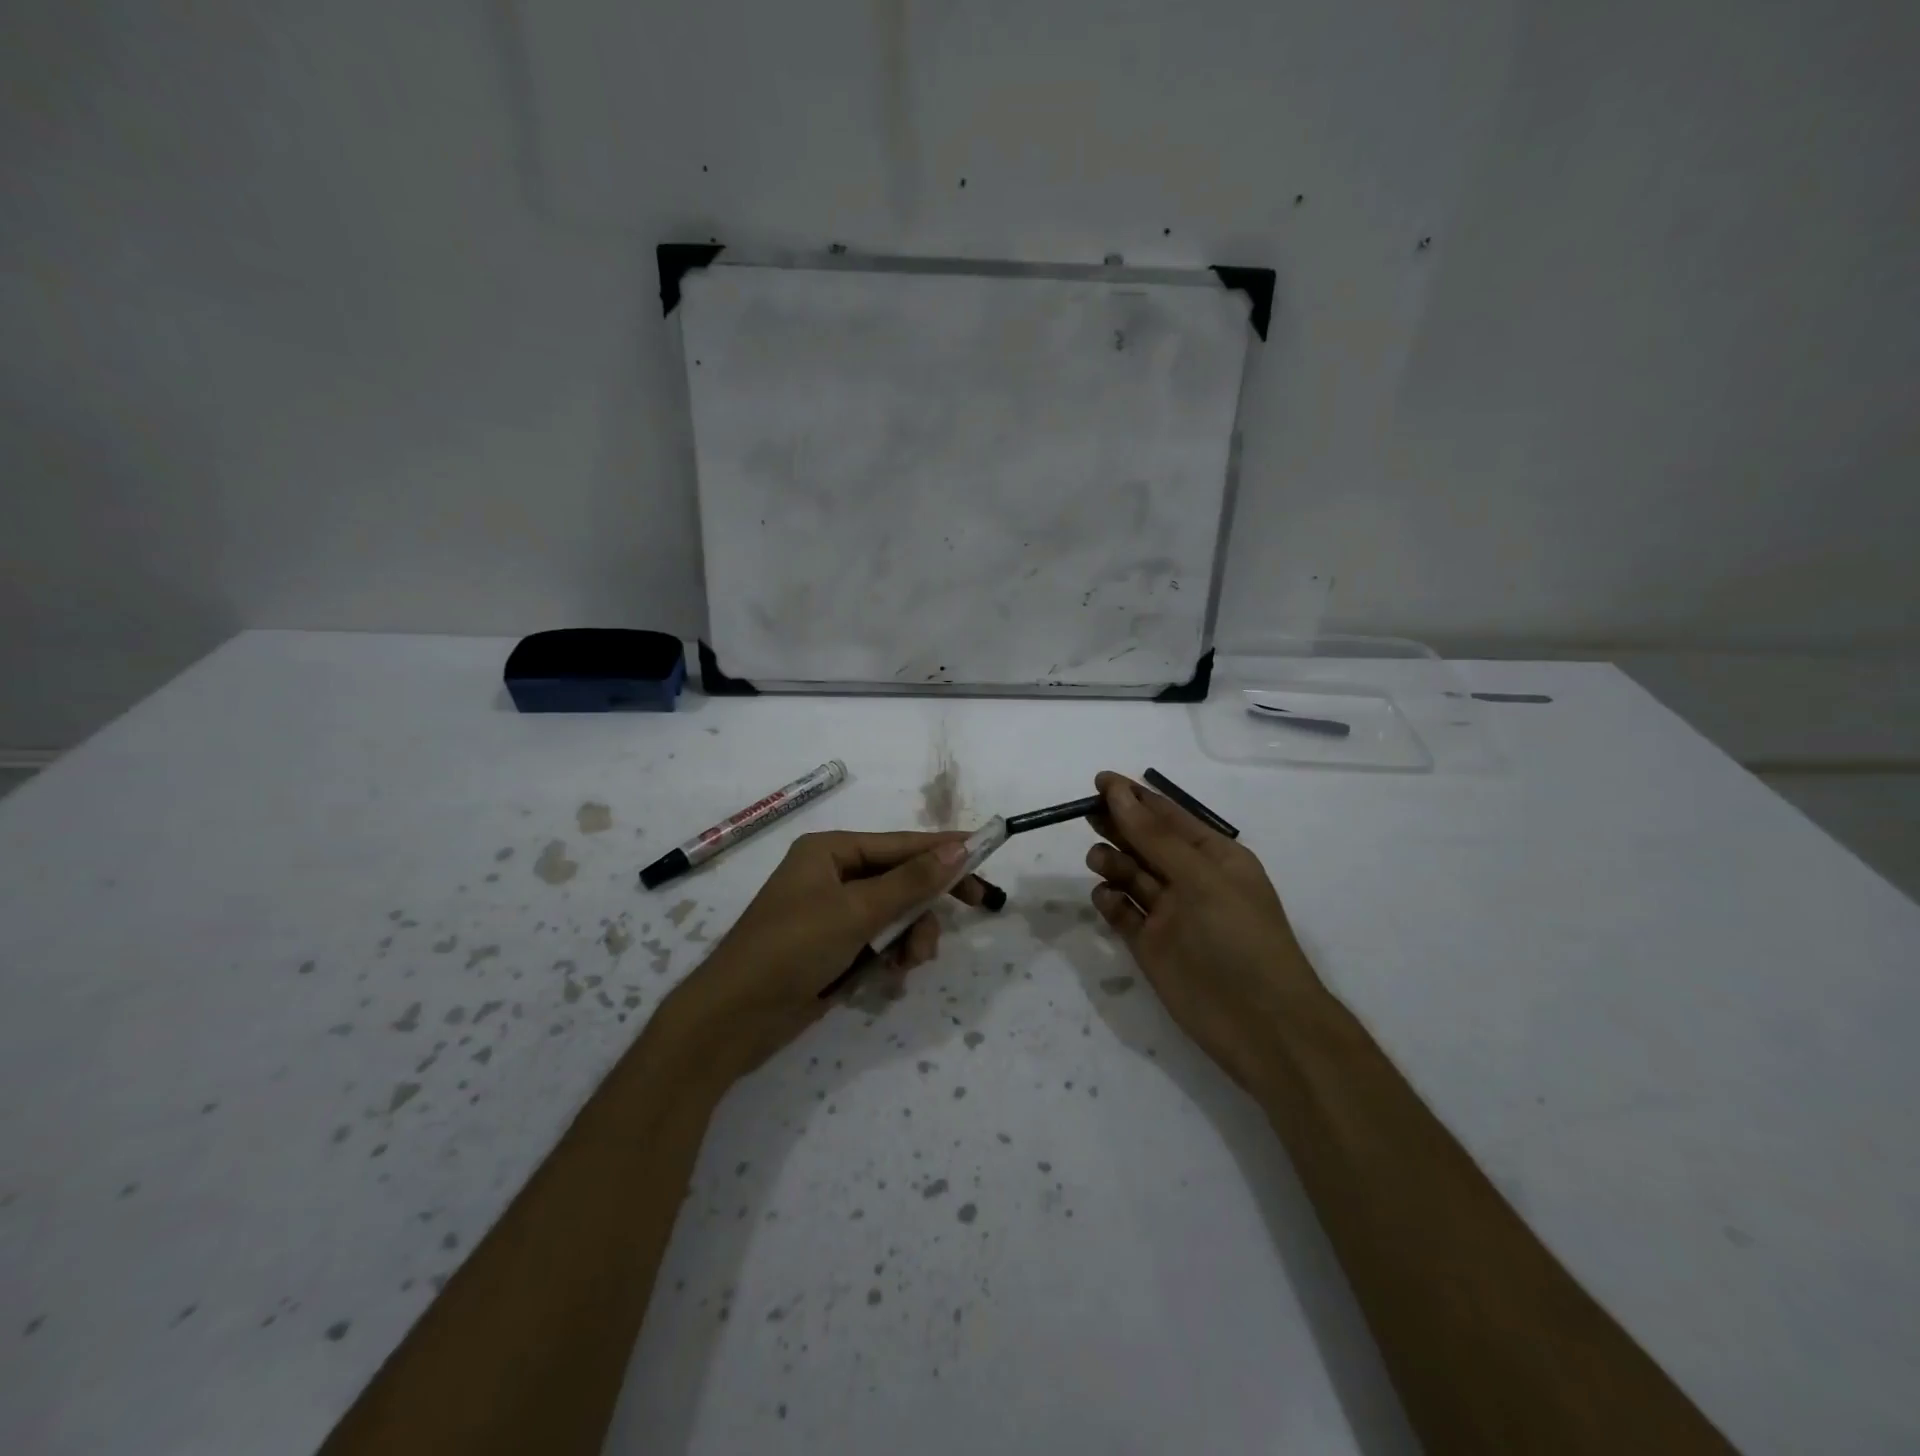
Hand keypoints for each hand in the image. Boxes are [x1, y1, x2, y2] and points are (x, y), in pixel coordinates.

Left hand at [661, 830, 998, 1082]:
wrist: (733, 1019)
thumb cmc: (791, 948)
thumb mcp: (856, 912)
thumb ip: (911, 881)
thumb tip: (959, 848)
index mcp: (831, 851)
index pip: (901, 844)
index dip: (945, 849)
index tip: (987, 853)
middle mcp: (833, 875)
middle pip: (902, 879)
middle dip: (927, 902)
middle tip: (977, 907)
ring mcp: (833, 914)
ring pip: (895, 914)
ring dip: (911, 936)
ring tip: (910, 962)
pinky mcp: (834, 948)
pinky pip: (880, 941)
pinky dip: (892, 955)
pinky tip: (892, 975)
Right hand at [1085, 771, 1324, 1092]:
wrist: (1262, 1026)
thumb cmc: (1240, 938)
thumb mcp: (1200, 878)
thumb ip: (1154, 837)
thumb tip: (1117, 791)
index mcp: (1215, 857)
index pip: (1169, 817)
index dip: (1135, 797)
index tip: (1099, 781)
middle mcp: (1190, 880)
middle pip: (1145, 842)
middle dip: (1118, 825)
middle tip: (1087, 813)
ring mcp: (1169, 915)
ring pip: (1131, 876)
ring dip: (1113, 861)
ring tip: (1099, 859)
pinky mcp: (1150, 946)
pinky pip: (1123, 914)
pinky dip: (1110, 901)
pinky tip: (1104, 896)